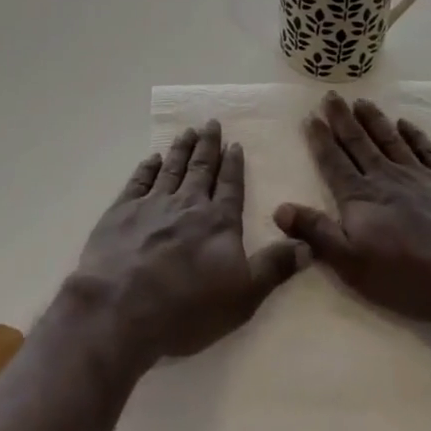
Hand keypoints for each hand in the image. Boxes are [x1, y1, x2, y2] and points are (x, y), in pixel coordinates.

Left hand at [73, 121, 306, 370]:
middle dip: (208, 145)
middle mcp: (187, 203)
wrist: (121, 307)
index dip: (234, 165)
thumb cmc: (187, 308)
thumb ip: (275, 268)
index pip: (230, 186)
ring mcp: (152, 204)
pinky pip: (138, 180)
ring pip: (171, 168)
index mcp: (218, 221)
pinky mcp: (122, 211)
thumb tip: (309, 245)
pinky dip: (147, 167)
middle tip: (211, 122)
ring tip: (187, 131)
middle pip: (201, 168)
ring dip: (181, 149)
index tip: (235, 143)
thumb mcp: (243, 296)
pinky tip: (152, 158)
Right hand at [274, 93, 430, 323]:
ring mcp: (419, 176)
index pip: (334, 162)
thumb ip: (317, 234)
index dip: (320, 140)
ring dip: (373, 120)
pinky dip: (414, 135)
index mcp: (360, 198)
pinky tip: (406, 124)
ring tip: (361, 102)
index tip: (310, 116)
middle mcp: (385, 178)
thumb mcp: (353, 265)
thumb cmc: (411, 275)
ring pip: (389, 139)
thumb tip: (280, 209)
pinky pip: (426, 150)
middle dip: (342, 119)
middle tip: (331, 96)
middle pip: (359, 143)